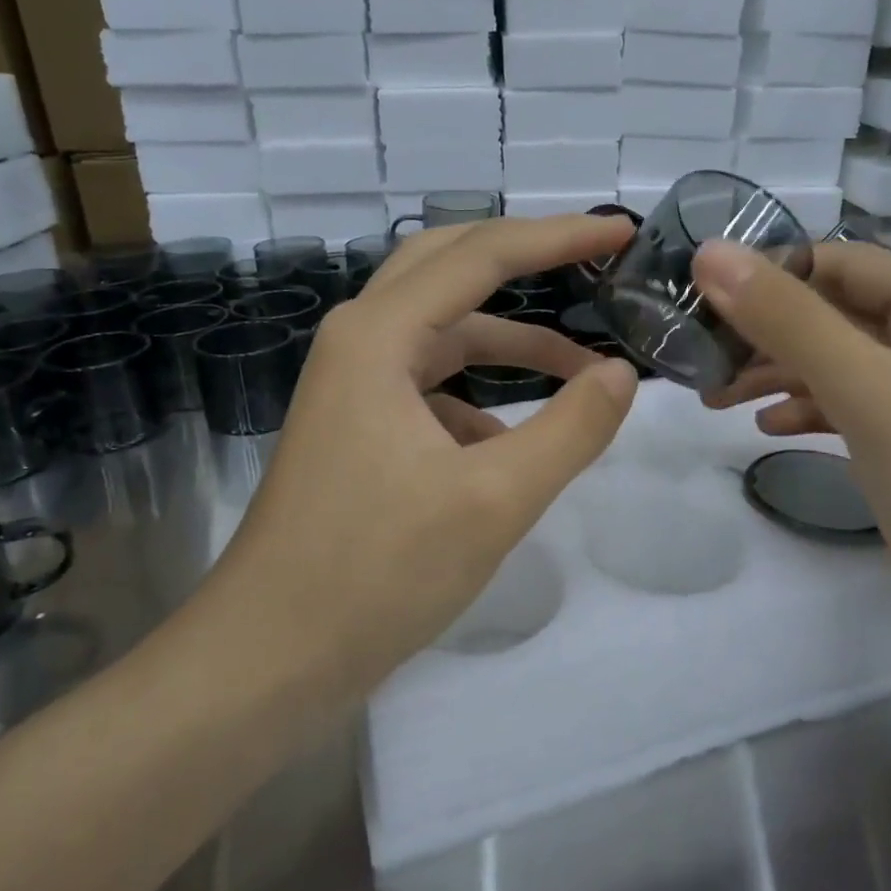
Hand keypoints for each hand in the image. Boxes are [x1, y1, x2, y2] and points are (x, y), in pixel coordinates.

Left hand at [208, 215, 639, 699]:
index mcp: (380, 335)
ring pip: (445, 332)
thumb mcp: (495, 500)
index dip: (559, 236)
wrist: (269, 658)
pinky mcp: (359, 426)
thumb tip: (621, 374)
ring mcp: (354, 385)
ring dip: (512, 342)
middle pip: (452, 267)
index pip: (483, 254)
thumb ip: (570, 428)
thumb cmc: (377, 572)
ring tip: (583, 372)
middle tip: (594, 260)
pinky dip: (482, 398)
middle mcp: (360, 340)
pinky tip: (516, 446)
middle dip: (527, 258)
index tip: (620, 232)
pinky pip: (432, 385)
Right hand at [692, 239, 890, 639]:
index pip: (835, 262)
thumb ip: (789, 321)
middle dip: (764, 334)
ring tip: (717, 400)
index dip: (763, 278)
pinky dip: (811, 410)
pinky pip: (857, 406)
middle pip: (835, 312)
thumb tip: (710, 253)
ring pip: (841, 361)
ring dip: (779, 373)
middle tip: (698, 365)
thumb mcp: (871, 396)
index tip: (697, 310)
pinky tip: (770, 429)